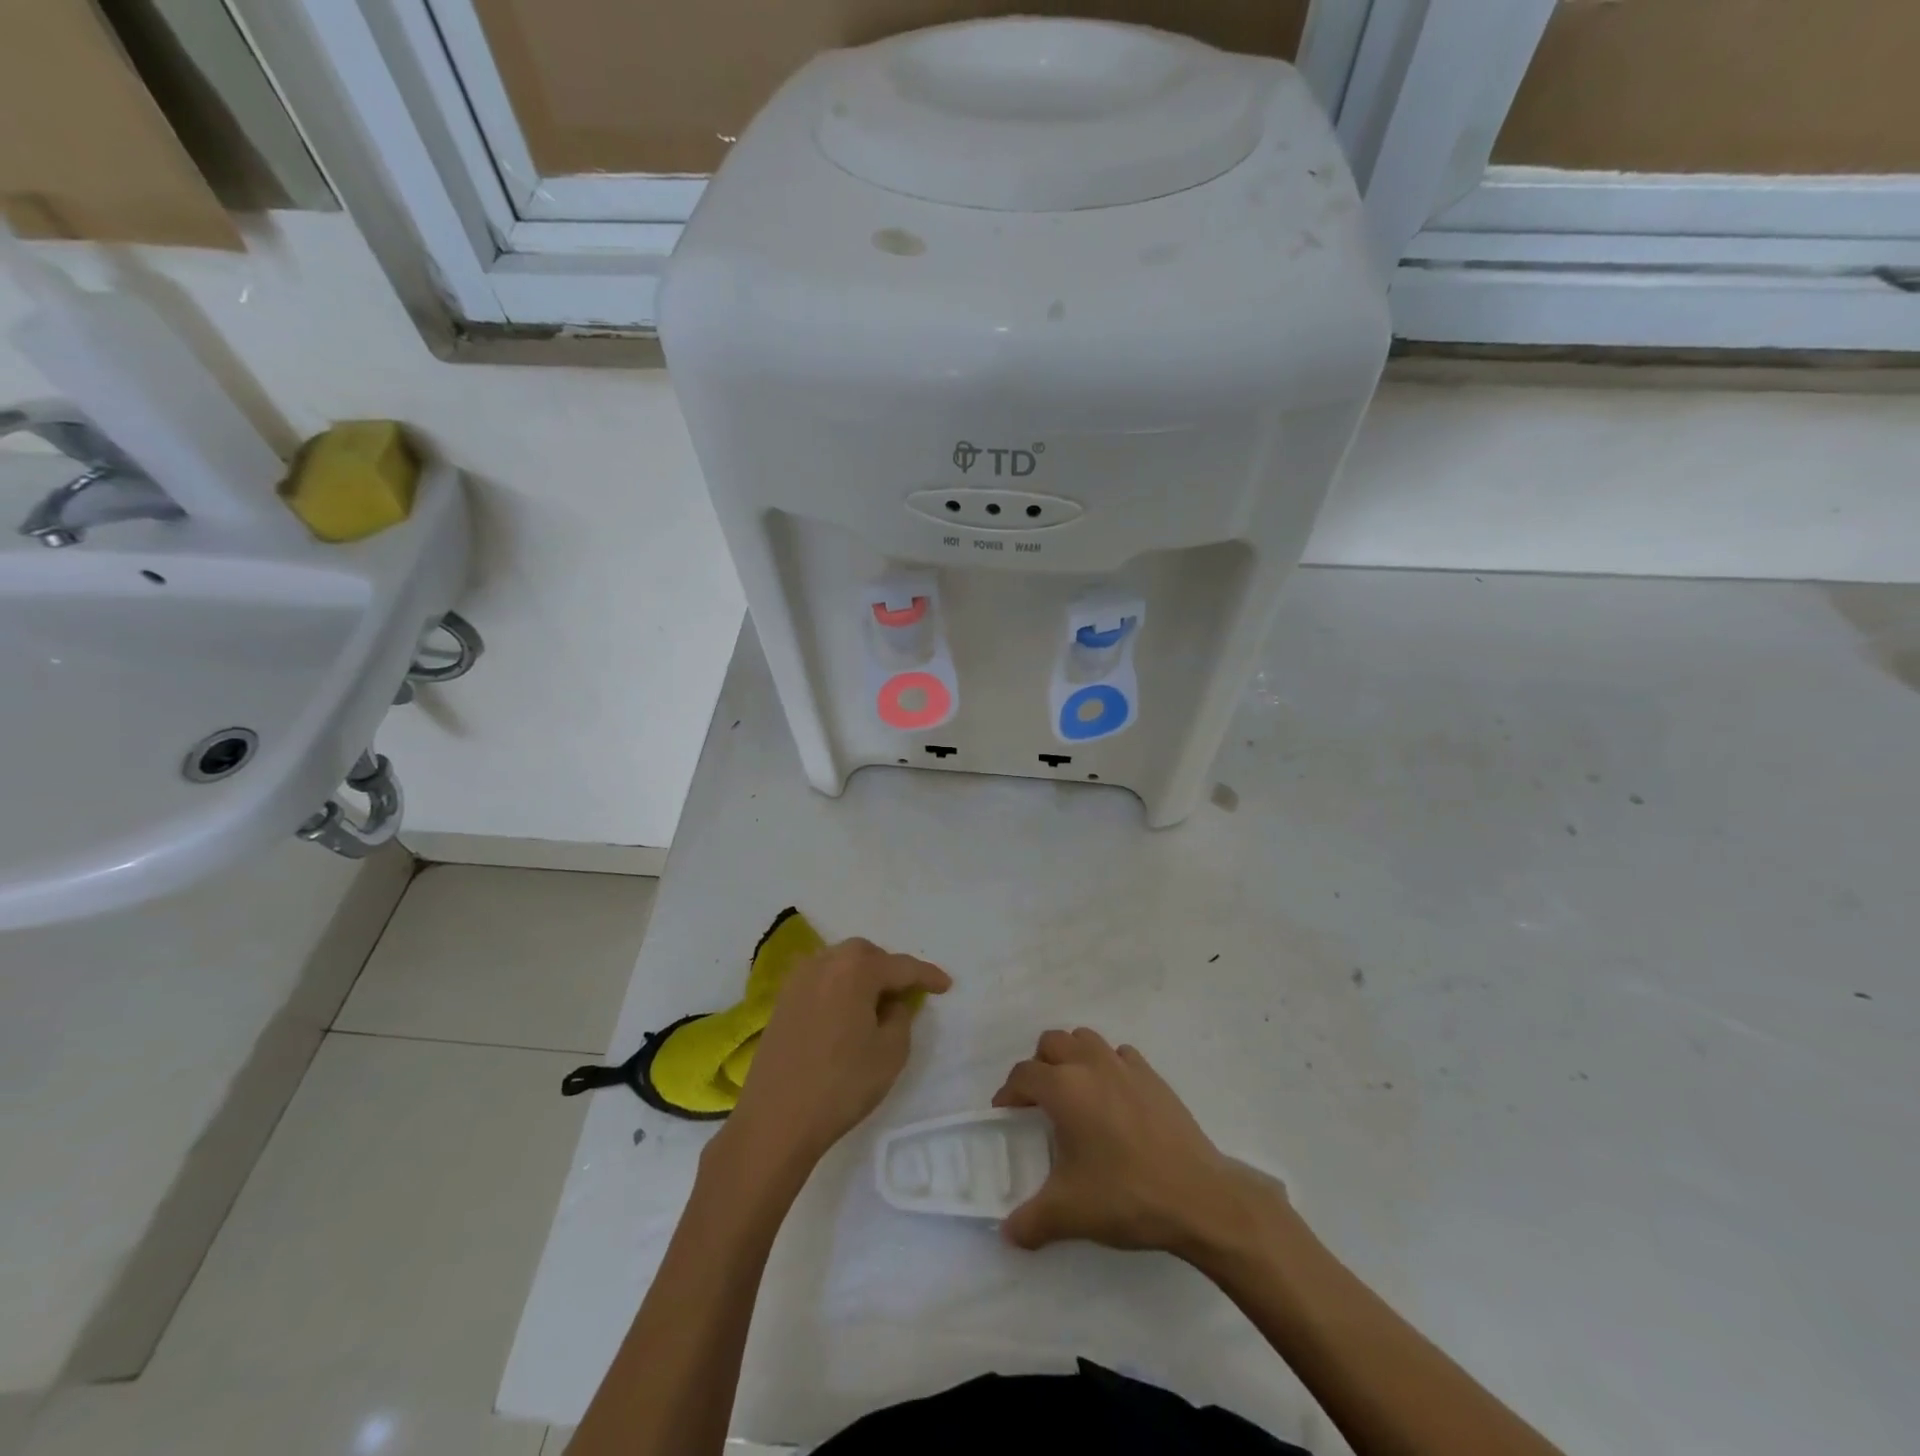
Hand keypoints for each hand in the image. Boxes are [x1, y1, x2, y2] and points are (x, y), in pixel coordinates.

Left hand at [722, 938, 950, 1172]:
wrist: (776, 1119)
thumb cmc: (841, 1085)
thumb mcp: (891, 1053)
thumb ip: (901, 1016)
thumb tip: (891, 1002)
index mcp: (856, 970)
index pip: (902, 966)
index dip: (927, 976)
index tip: (946, 985)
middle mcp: (825, 963)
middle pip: (866, 954)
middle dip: (890, 968)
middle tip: (907, 993)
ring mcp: (799, 979)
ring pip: (840, 962)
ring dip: (862, 974)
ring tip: (876, 1001)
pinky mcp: (782, 999)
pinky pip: (821, 978)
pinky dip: (839, 985)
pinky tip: (846, 1010)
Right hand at [992, 1028, 1286, 1259]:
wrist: (1198, 1197)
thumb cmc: (1126, 1196)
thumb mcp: (1069, 1214)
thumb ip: (1029, 1222)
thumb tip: (1008, 1234)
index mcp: (1064, 1088)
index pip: (1023, 1075)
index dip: (1009, 1093)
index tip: (1007, 1116)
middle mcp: (1091, 1064)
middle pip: (1052, 1043)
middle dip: (1039, 1066)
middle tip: (1040, 1104)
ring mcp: (1125, 1065)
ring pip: (1086, 1039)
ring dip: (1072, 1057)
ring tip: (1075, 1095)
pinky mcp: (1153, 1076)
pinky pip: (1120, 1055)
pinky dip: (1108, 1067)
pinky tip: (1114, 1101)